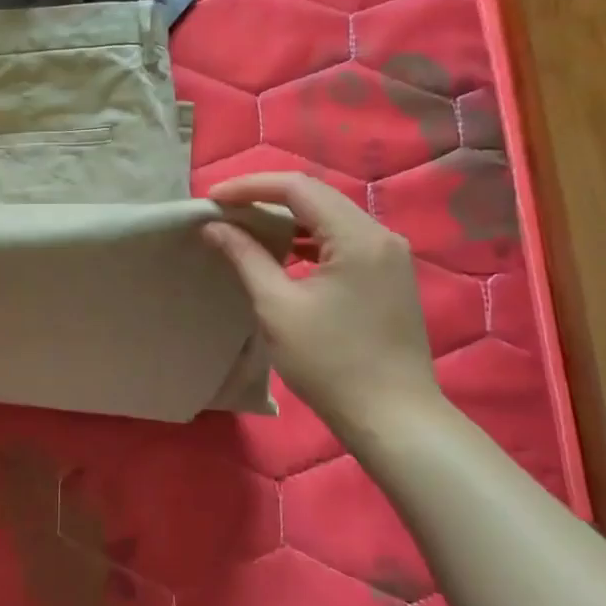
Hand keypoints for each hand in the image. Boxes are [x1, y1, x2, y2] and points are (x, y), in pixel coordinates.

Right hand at [203, 172, 446, 437]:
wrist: (393, 419)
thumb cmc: (330, 362)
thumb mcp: (277, 307)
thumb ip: (245, 256)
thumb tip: (214, 225)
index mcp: (357, 237)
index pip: (297, 188)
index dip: (250, 186)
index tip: (212, 199)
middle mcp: (380, 235)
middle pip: (316, 196)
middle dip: (266, 197)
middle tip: (224, 209)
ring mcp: (389, 255)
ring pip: (330, 216)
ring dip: (287, 217)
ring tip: (245, 227)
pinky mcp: (388, 275)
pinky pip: (343, 239)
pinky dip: (308, 238)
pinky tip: (283, 253)